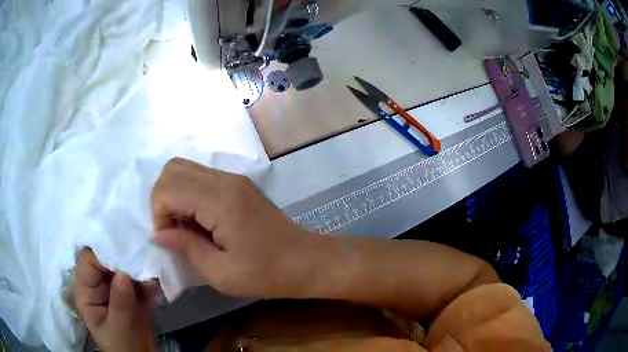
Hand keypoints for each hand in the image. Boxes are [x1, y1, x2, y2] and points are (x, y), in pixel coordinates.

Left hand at [73, 248, 155, 351]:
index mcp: (86, 288)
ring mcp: (115, 284)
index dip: (104, 250)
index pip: (89, 258)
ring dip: (138, 263)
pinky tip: (157, 280)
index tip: (125, 250)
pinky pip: (139, 276)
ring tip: (153, 263)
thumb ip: (119, 304)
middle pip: (107, 256)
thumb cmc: (122, 347)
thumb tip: (123, 274)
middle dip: (124, 253)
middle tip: (143, 252)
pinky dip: (148, 275)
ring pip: (123, 263)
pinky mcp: (131, 290)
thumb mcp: (119, 329)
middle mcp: (98, 281)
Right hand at [151, 158, 319, 297]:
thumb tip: (158, 234)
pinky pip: (201, 179)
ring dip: (175, 197)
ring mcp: (234, 179)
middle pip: (173, 169)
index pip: (168, 187)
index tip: (170, 241)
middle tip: (175, 232)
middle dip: (163, 200)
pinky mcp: (239, 185)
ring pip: (185, 170)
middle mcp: (225, 180)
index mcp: (220, 200)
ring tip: (187, 230)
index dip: (159, 214)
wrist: (307, 261)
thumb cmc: (267, 274)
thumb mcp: (221, 273)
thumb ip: (186, 248)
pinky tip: (201, 224)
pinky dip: (190, 196)